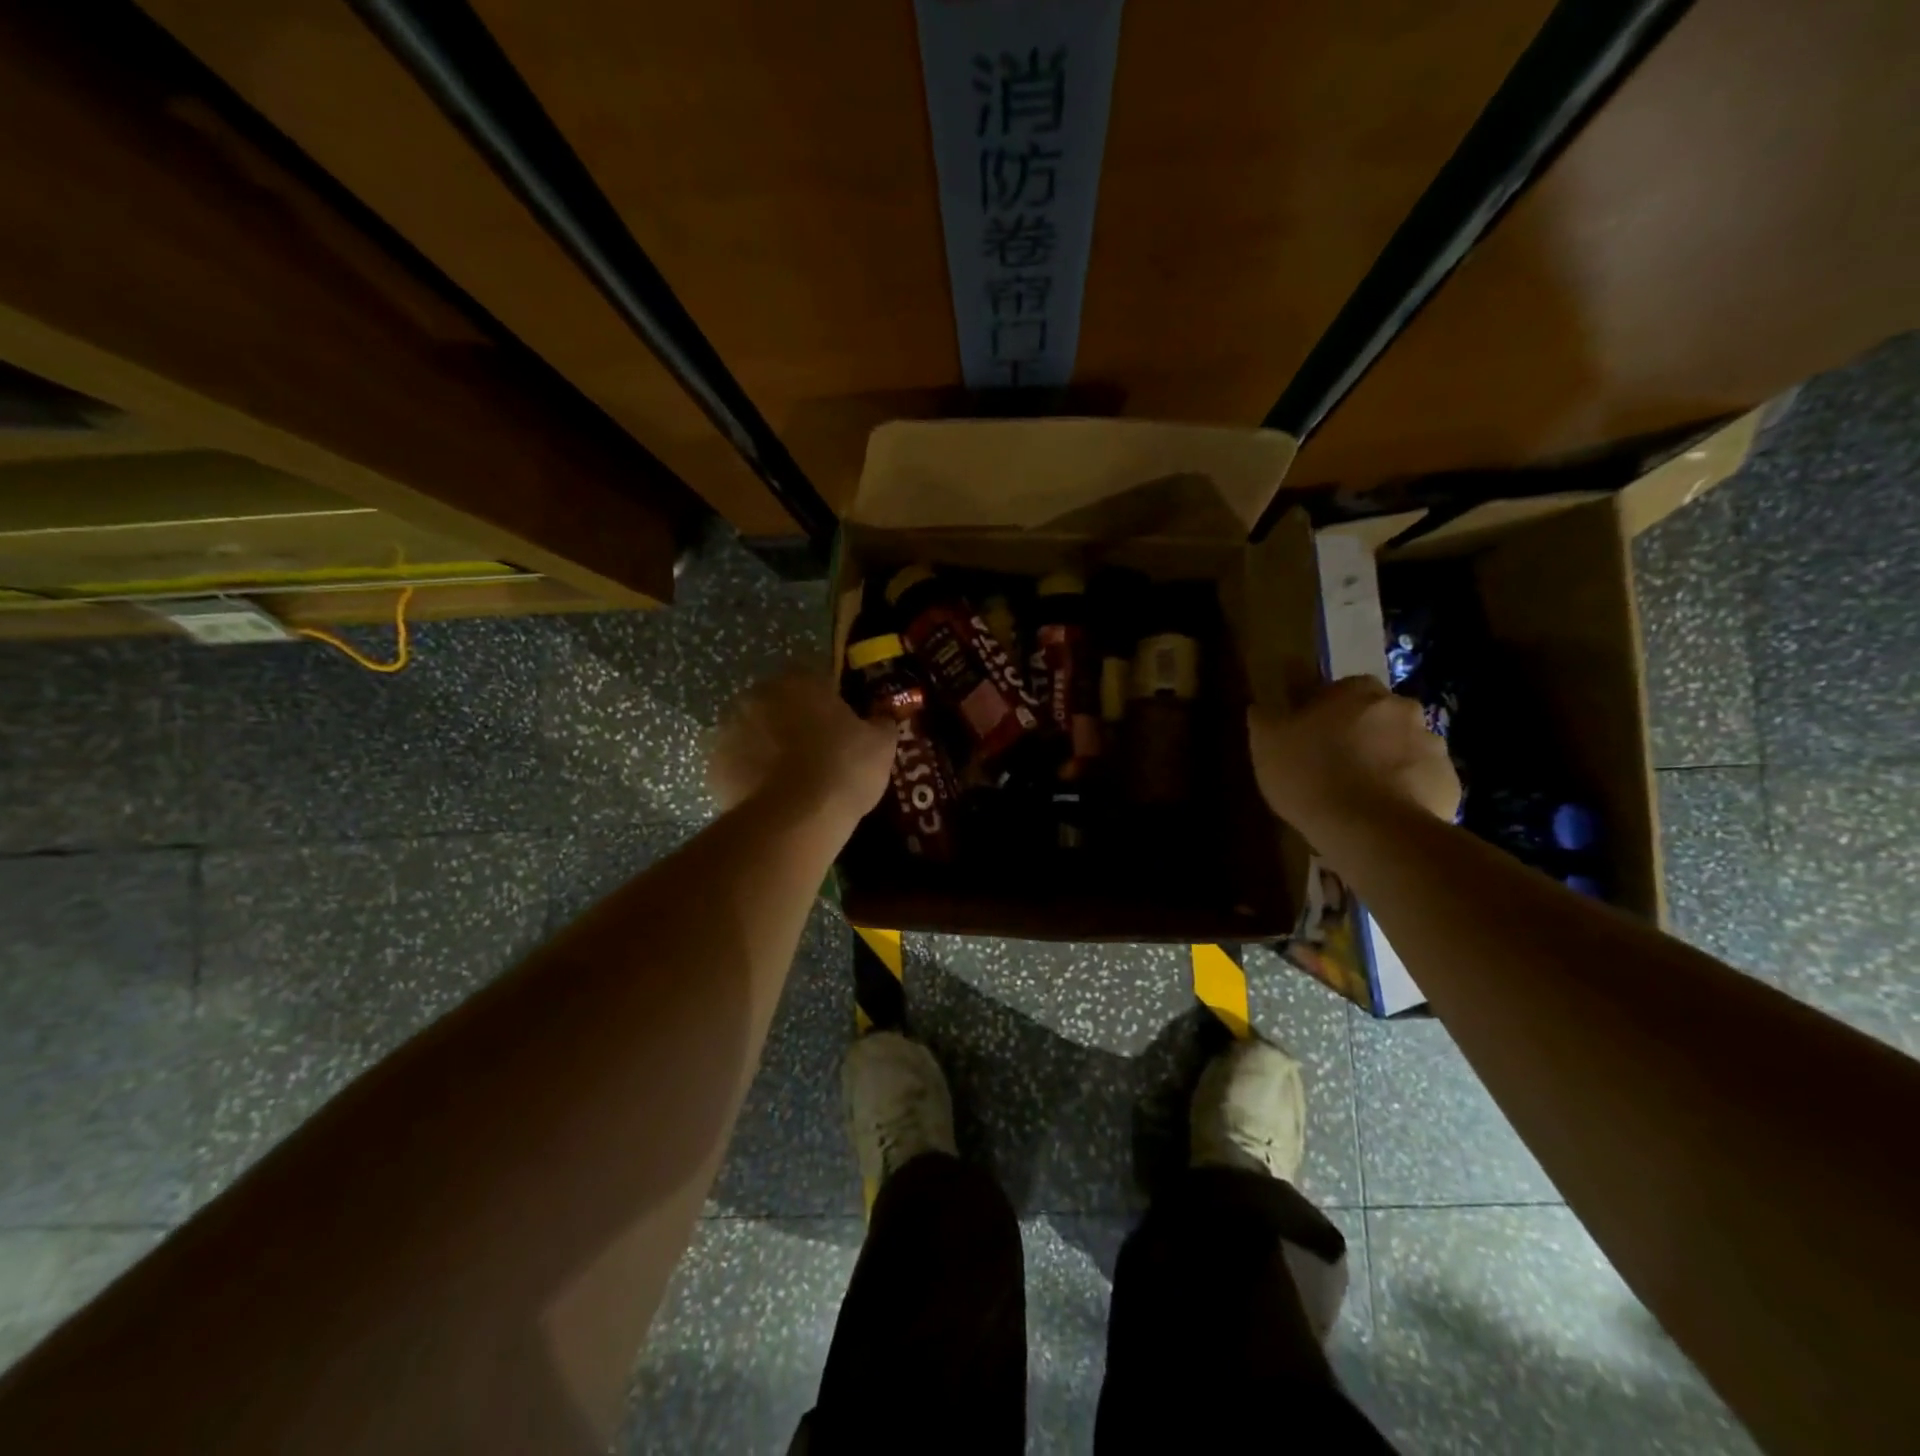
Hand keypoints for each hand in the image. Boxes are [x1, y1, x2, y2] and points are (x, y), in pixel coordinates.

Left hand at [710, 672, 897, 826]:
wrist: (794, 818)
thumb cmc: (843, 769)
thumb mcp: (881, 745)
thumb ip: (881, 722)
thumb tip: (881, 716)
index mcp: (799, 680)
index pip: (814, 679)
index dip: (828, 702)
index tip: (839, 726)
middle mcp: (758, 694)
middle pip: (778, 703)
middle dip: (792, 722)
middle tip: (816, 753)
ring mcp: (730, 728)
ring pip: (754, 732)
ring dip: (768, 747)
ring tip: (792, 780)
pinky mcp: (714, 764)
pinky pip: (737, 764)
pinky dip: (750, 775)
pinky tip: (771, 797)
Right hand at [1248, 676, 1459, 840]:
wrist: (1371, 830)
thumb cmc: (1311, 775)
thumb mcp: (1266, 744)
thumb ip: (1265, 718)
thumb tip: (1263, 707)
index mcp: (1358, 690)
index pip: (1339, 691)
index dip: (1321, 714)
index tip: (1307, 739)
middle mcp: (1402, 708)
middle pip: (1375, 717)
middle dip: (1359, 736)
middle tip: (1333, 767)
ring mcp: (1432, 745)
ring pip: (1401, 749)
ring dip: (1384, 763)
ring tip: (1357, 797)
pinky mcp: (1449, 783)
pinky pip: (1420, 782)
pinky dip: (1404, 792)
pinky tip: (1380, 814)